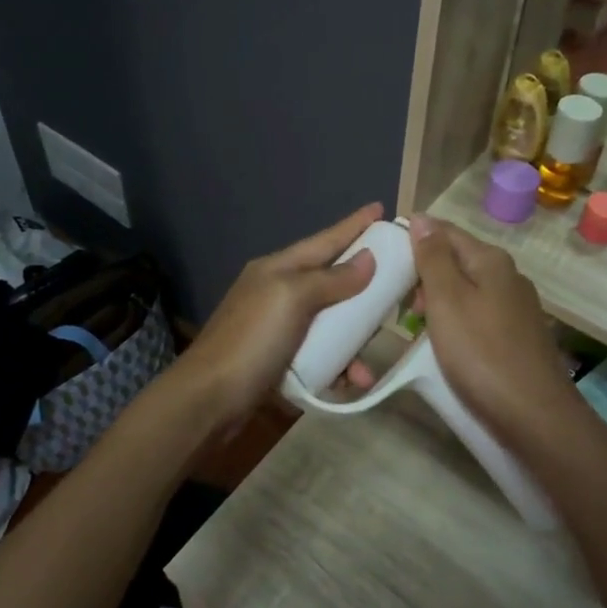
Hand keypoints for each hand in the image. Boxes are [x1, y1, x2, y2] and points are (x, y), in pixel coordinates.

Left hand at [172, 203, 382, 425]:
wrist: (210, 399)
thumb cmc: (252, 340)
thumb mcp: (293, 300)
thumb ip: (331, 279)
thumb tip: (368, 259)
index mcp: (278, 268)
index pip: (324, 240)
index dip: (354, 225)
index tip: (381, 208)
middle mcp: (278, 291)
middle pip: (331, 279)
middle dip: (363, 286)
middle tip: (397, 288)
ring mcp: (277, 326)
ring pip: (329, 321)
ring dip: (354, 339)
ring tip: (370, 359)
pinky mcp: (279, 358)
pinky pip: (321, 353)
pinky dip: (338, 364)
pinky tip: (351, 381)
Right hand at [408, 215, 577, 448]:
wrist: (535, 416)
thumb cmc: (481, 353)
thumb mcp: (447, 299)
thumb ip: (433, 257)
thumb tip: (421, 218)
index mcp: (491, 260)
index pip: (444, 231)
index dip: (413, 241)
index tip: (385, 264)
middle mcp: (508, 276)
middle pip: (455, 261)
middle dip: (423, 277)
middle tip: (400, 308)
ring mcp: (516, 307)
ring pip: (465, 291)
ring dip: (436, 304)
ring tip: (416, 331)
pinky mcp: (518, 335)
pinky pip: (477, 316)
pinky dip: (455, 323)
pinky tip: (445, 347)